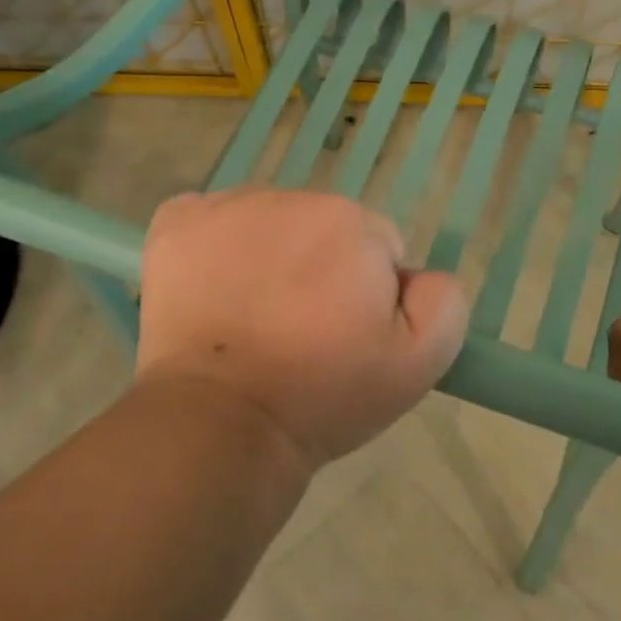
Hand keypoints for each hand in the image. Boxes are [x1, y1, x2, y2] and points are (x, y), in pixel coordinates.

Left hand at [137, 188, 468, 467]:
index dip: (367, 295)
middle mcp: (291, 198)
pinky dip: (215, 244)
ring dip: (271, 256)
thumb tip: (418, 275)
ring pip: (269, 223)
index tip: (345, 337)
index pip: (376, 247)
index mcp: (352, 222)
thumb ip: (443, 300)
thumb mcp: (418, 364)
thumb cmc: (323, 393)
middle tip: (300, 332)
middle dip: (320, 270)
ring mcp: (227, 206)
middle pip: (322, 228)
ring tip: (255, 318)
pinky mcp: (177, 223)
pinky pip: (211, 217)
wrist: (222, 422)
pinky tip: (214, 288)